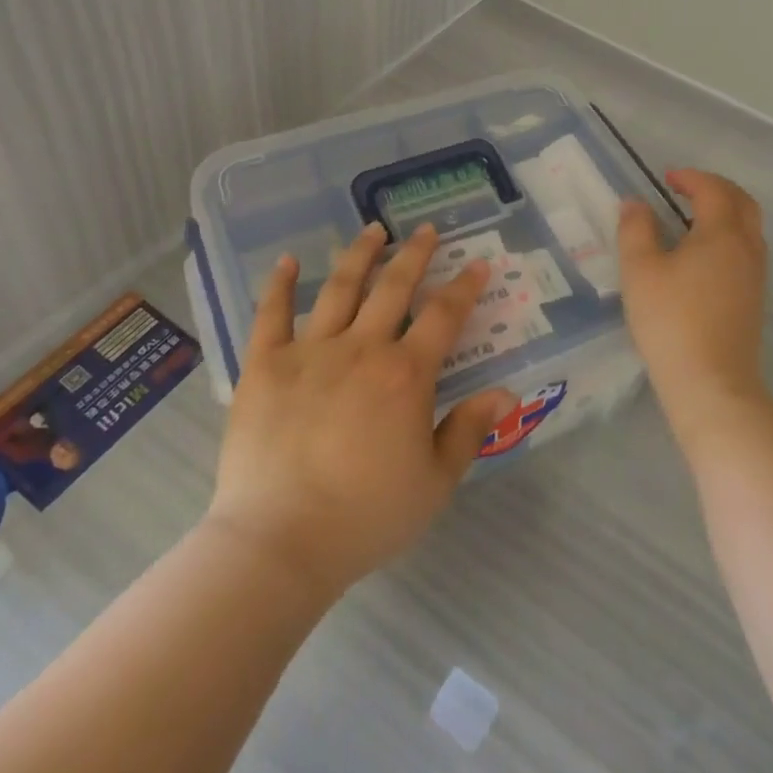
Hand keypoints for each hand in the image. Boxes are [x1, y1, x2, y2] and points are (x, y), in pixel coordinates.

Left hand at [206, 222, 518, 597]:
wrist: (280, 544)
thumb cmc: (365, 517)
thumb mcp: (434, 483)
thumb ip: (469, 431)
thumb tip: (507, 392)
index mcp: (405, 374)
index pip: (443, 315)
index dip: (464, 287)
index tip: (477, 264)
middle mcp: (362, 348)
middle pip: (394, 286)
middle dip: (415, 254)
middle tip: (425, 230)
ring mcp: (310, 351)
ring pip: (340, 287)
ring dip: (360, 254)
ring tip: (373, 229)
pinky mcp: (265, 364)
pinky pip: (272, 314)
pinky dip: (281, 284)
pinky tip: (289, 260)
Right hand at [617, 169, 771, 451]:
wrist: (712, 385)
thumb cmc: (671, 321)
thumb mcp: (640, 270)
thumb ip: (635, 229)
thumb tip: (635, 203)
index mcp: (722, 233)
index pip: (713, 189)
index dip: (690, 177)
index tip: (666, 178)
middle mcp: (747, 247)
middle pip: (743, 201)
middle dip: (716, 187)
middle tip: (685, 188)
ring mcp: (756, 275)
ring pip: (749, 226)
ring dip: (726, 210)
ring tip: (692, 216)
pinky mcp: (754, 298)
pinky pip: (748, 249)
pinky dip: (729, 234)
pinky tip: (702, 253)